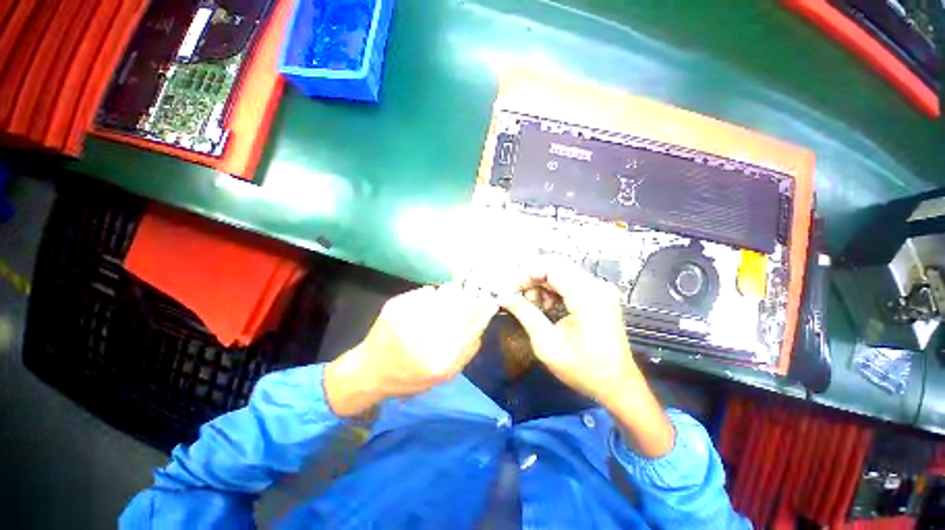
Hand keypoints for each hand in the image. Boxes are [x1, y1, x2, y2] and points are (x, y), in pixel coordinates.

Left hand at [325, 283, 497, 416]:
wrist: (371, 371)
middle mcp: (422, 339)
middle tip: (473, 295)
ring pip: (444, 294)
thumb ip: (467, 350)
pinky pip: (426, 291)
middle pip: (459, 306)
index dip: (483, 310)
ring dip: (453, 293)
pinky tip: (431, 302)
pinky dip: (434, 295)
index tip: (490, 301)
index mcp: (438, 362)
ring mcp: (406, 318)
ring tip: (453, 296)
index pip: (471, 327)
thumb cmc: (411, 377)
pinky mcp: (394, 306)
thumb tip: (481, 320)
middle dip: (470, 298)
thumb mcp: (445, 375)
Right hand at [500, 259, 635, 404]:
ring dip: (541, 284)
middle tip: (516, 295)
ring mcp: (600, 289)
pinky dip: (552, 290)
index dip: (526, 274)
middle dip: (532, 278)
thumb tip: (502, 296)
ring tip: (530, 304)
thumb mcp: (547, 343)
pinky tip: (545, 306)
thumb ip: (524, 313)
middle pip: (556, 266)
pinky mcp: (598, 295)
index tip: (509, 288)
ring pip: (561, 272)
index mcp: (587, 297)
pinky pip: (570, 282)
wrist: (617, 385)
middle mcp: (596, 286)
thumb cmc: (582, 369)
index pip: (551, 268)